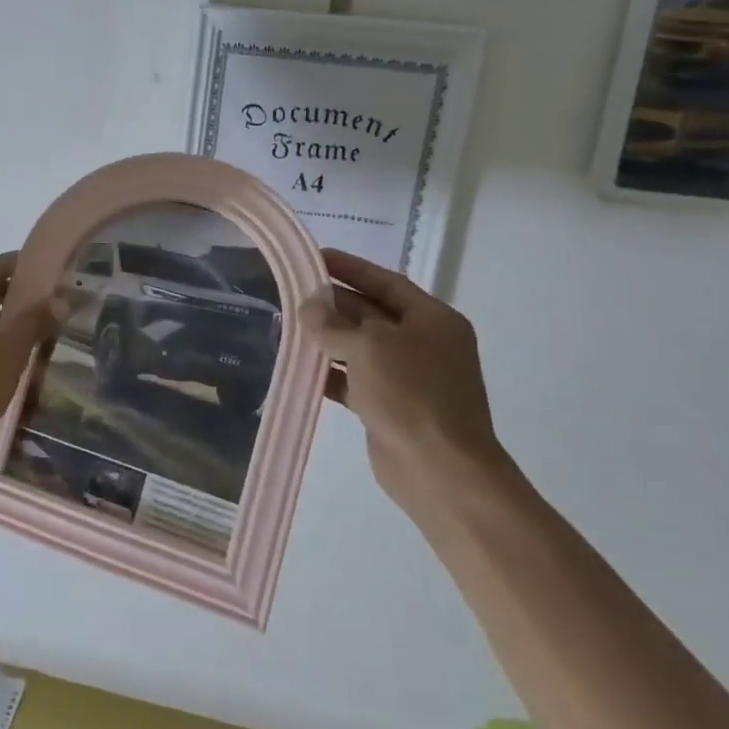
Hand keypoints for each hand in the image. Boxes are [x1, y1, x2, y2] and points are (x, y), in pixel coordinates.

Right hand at [302, 249, 511, 506]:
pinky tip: (300, 368)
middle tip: (292, 292)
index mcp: (432, 320)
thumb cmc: (411, 394)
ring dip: (327, 339)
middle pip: (371, 313)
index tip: (316, 257)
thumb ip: (333, 324)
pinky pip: (354, 381)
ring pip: (360, 348)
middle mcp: (423, 344)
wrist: (440, 471)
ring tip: (288, 327)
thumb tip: (308, 308)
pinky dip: (330, 374)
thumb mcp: (369, 347)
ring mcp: (408, 378)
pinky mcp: (390, 408)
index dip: (351, 268)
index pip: (386, 283)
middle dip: (333, 304)